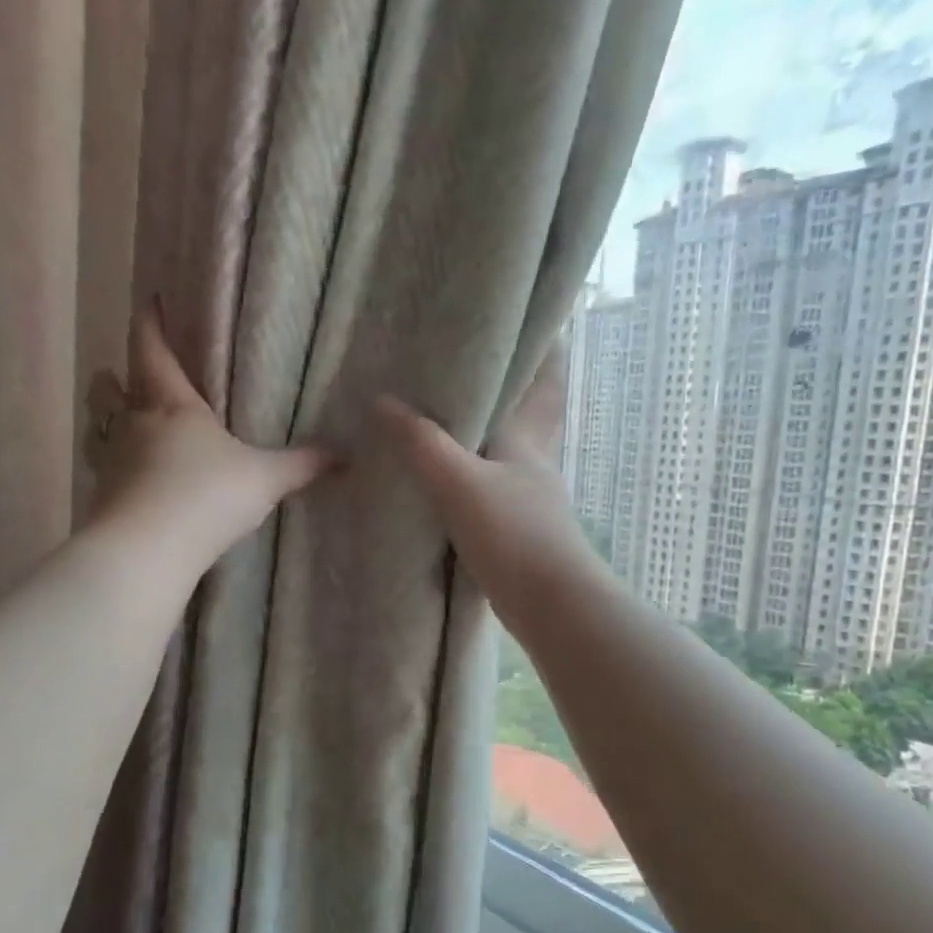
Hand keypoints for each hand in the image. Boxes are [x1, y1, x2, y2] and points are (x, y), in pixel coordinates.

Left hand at [85, 302, 333, 570]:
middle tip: (128, 375)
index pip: (152, 349)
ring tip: (125, 426)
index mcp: (171, 404)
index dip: (151, 322)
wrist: (148, 551)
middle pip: (109, 387)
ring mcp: (111, 462)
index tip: (152, 302)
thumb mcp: (264, 479)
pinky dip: (115, 467)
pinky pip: (104, 470)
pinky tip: (132, 481)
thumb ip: (302, 465)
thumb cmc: (206, 496)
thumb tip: (345, 456)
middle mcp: (133, 425)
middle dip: (116, 376)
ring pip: (100, 428)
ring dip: (108, 422)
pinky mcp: (102, 498)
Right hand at [375, 340, 602, 619]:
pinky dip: (468, 477)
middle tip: (461, 373)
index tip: (517, 326)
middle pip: (520, 414)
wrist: (551, 605)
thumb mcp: (460, 483)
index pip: (537, 379)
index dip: (536, 350)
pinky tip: (442, 483)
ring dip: (478, 437)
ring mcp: (526, 497)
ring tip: (438, 421)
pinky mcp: (515, 528)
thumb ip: (422, 443)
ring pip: (501, 453)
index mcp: (525, 438)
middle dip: (502, 393)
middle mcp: (531, 460)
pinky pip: (487, 488)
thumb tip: (381, 401)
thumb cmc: (514, 534)